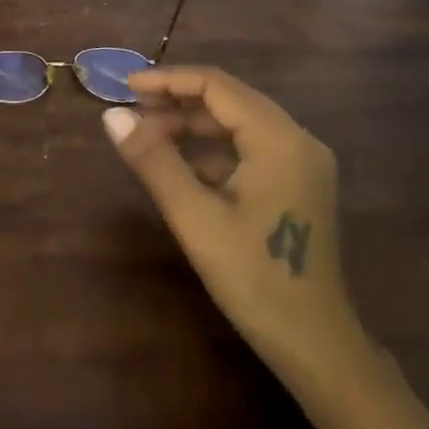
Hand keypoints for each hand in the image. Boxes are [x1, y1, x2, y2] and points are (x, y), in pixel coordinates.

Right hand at [104, 66, 370, 396]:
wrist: (317, 348)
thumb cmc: (255, 279)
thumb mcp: (195, 217)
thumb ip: (153, 160)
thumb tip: (111, 115)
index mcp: (279, 139)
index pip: (217, 86)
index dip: (168, 80)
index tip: (126, 86)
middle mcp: (298, 140)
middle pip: (230, 100)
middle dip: (178, 101)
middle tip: (132, 112)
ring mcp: (303, 163)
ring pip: (239, 124)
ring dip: (193, 126)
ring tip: (148, 137)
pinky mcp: (299, 185)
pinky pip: (250, 149)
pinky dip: (213, 149)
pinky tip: (181, 166)